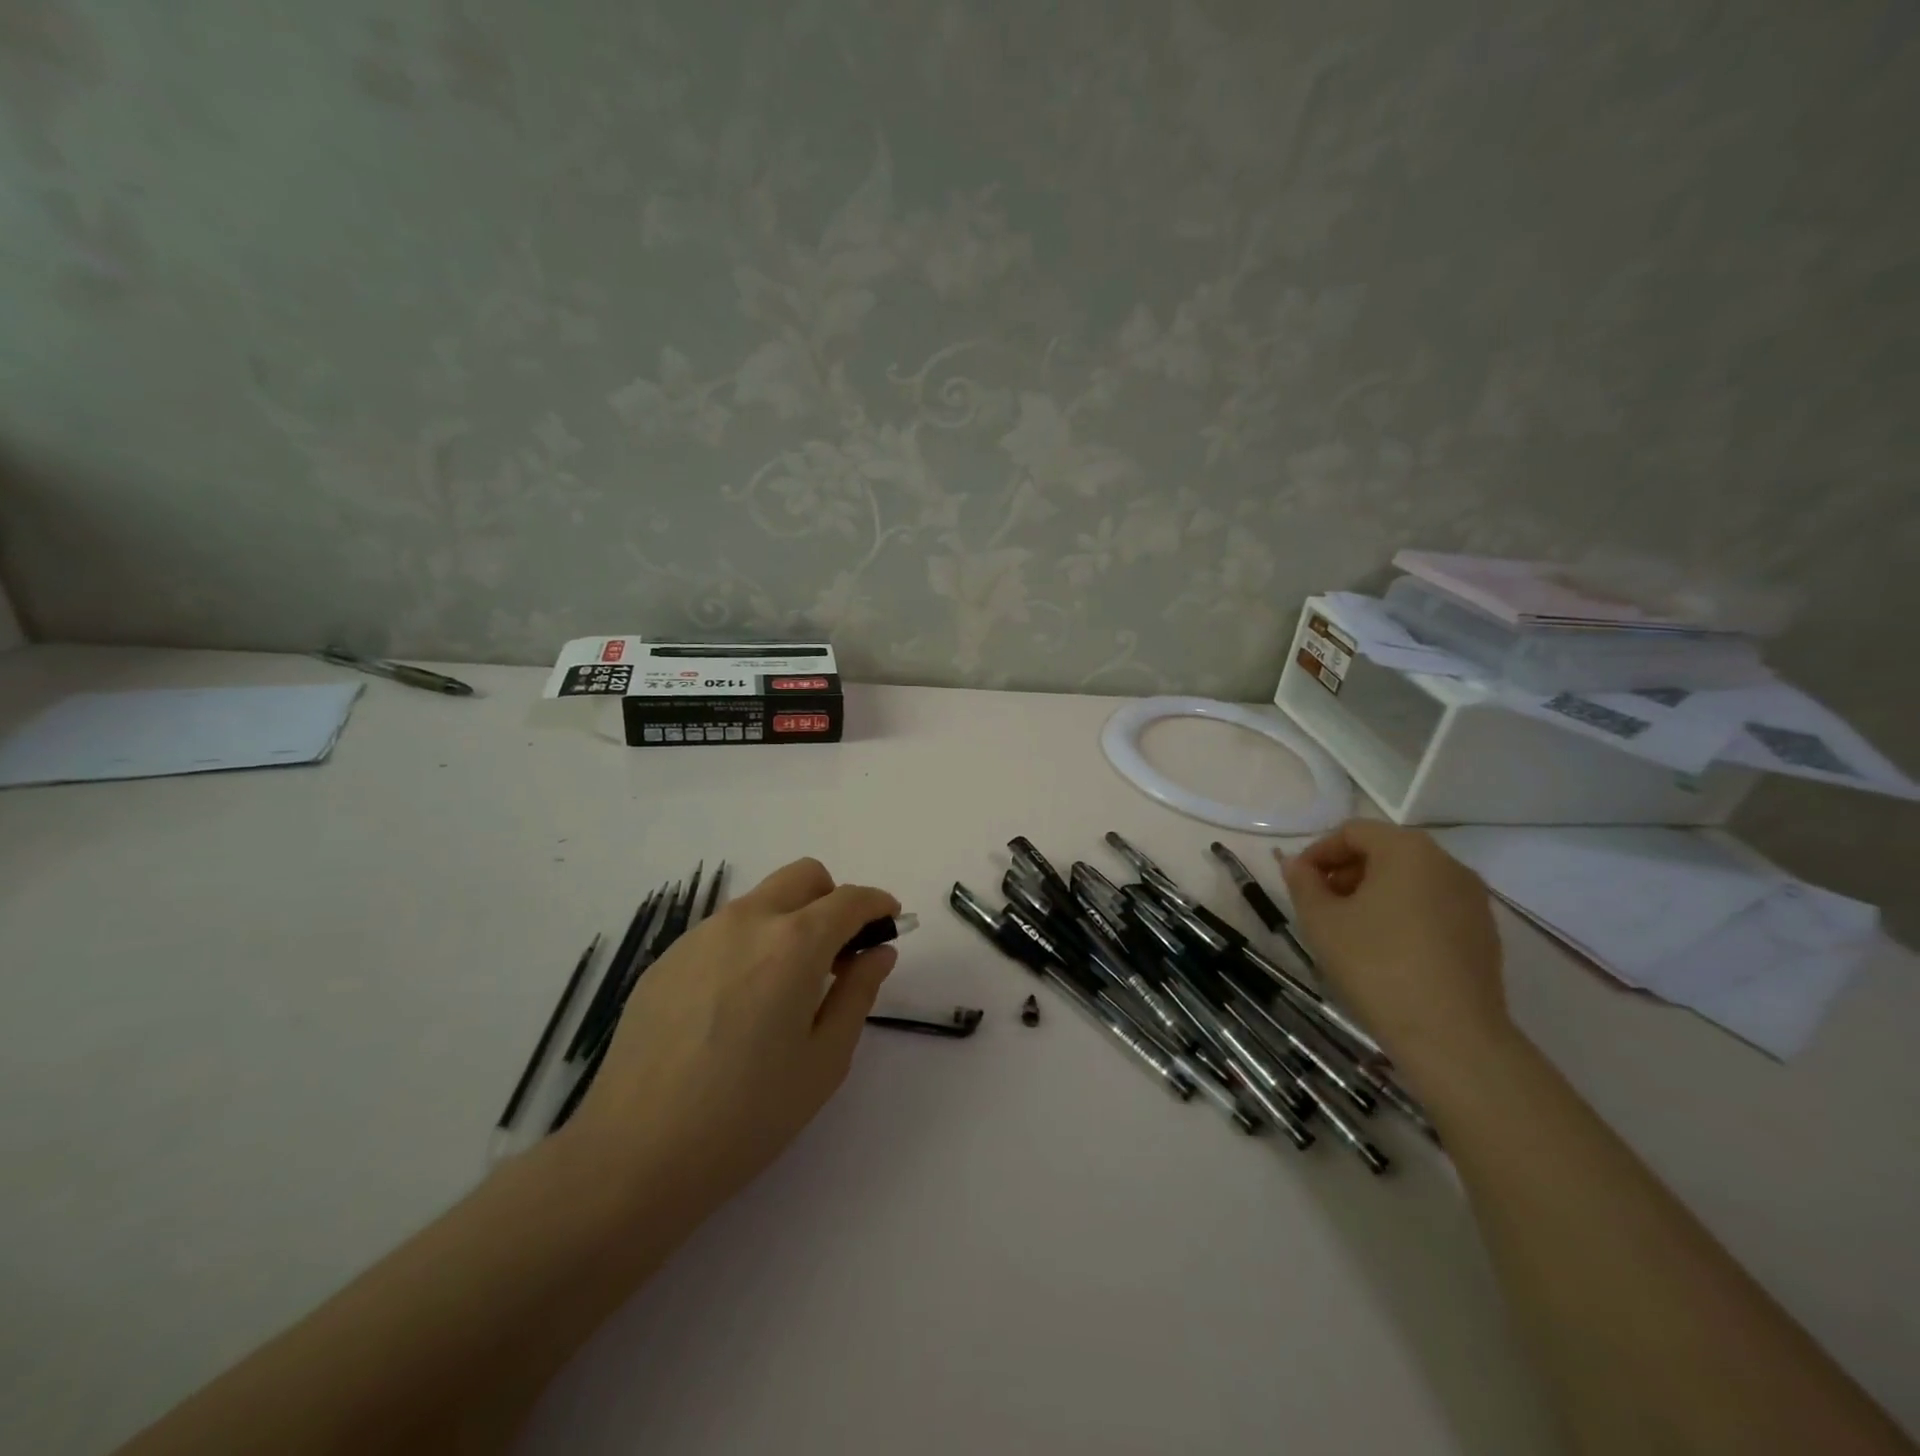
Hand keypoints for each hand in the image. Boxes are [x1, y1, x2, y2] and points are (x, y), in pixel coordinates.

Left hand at [565, 858, 899, 1209]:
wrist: (634, 1155)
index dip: (878, 905)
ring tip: (784, 987)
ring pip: (761, 901)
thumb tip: (878, 952)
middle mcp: (746, 922)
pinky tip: (735, 1006)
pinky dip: (748, 945)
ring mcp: (699, 936)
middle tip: (838, 954)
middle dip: (833, 900)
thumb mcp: (825, 1060)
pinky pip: (722, 931)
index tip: (890, 922)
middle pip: (804, 877)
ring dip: (789, 921)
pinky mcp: (666, 959)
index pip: (849, 899)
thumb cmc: (748, 1114)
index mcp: (793, 943)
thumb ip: (859, 993)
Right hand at [1278, 820, 1512, 1079]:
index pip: (1353, 831)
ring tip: (1349, 929)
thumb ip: (1303, 883)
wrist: (1452, 1037)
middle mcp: (1447, 864)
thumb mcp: (1321, 921)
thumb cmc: (1376, 965)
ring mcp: (1473, 900)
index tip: (1298, 883)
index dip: (1318, 852)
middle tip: (1319, 905)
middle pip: (1385, 851)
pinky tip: (1385, 950)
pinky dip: (1403, 914)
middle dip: (1346, 872)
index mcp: (1408, 850)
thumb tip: (1297, 864)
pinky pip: (1433, 907)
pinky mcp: (1484, 933)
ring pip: (1411, 880)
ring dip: (1373, 893)